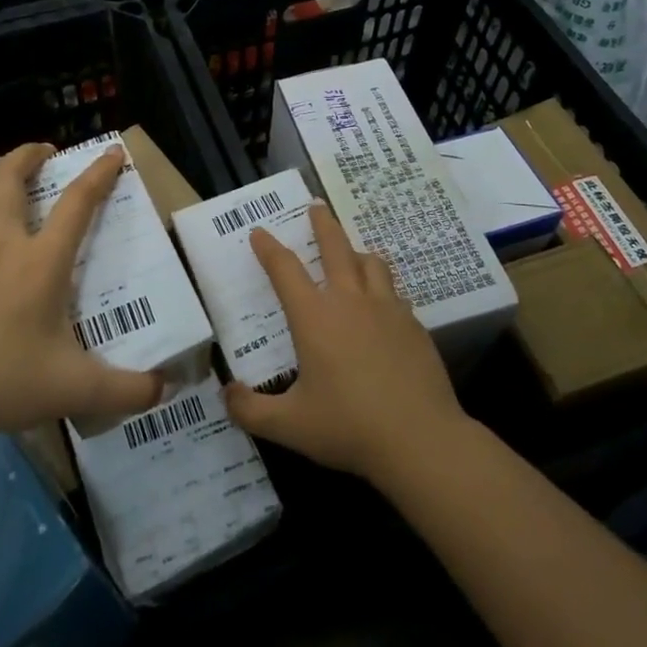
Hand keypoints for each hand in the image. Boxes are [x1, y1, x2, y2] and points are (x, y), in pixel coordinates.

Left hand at [0, 143, 161, 444]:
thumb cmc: (3, 383)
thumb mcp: (75, 390)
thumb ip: (127, 391)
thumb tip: (167, 391)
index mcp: (41, 263)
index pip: (76, 204)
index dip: (98, 174)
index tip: (113, 153)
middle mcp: (3, 246)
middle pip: (9, 180)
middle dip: (28, 155)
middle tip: (47, 150)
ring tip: (6, 164)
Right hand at [223, 203, 469, 485]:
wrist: (421, 439)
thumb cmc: (349, 428)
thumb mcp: (289, 426)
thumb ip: (250, 410)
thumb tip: (226, 393)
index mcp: (315, 317)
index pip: (285, 270)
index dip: (268, 248)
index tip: (259, 232)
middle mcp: (350, 301)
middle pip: (335, 247)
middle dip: (322, 224)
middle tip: (316, 206)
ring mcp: (387, 309)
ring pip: (371, 263)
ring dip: (356, 252)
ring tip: (351, 253)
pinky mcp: (414, 324)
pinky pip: (394, 292)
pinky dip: (382, 287)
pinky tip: (382, 304)